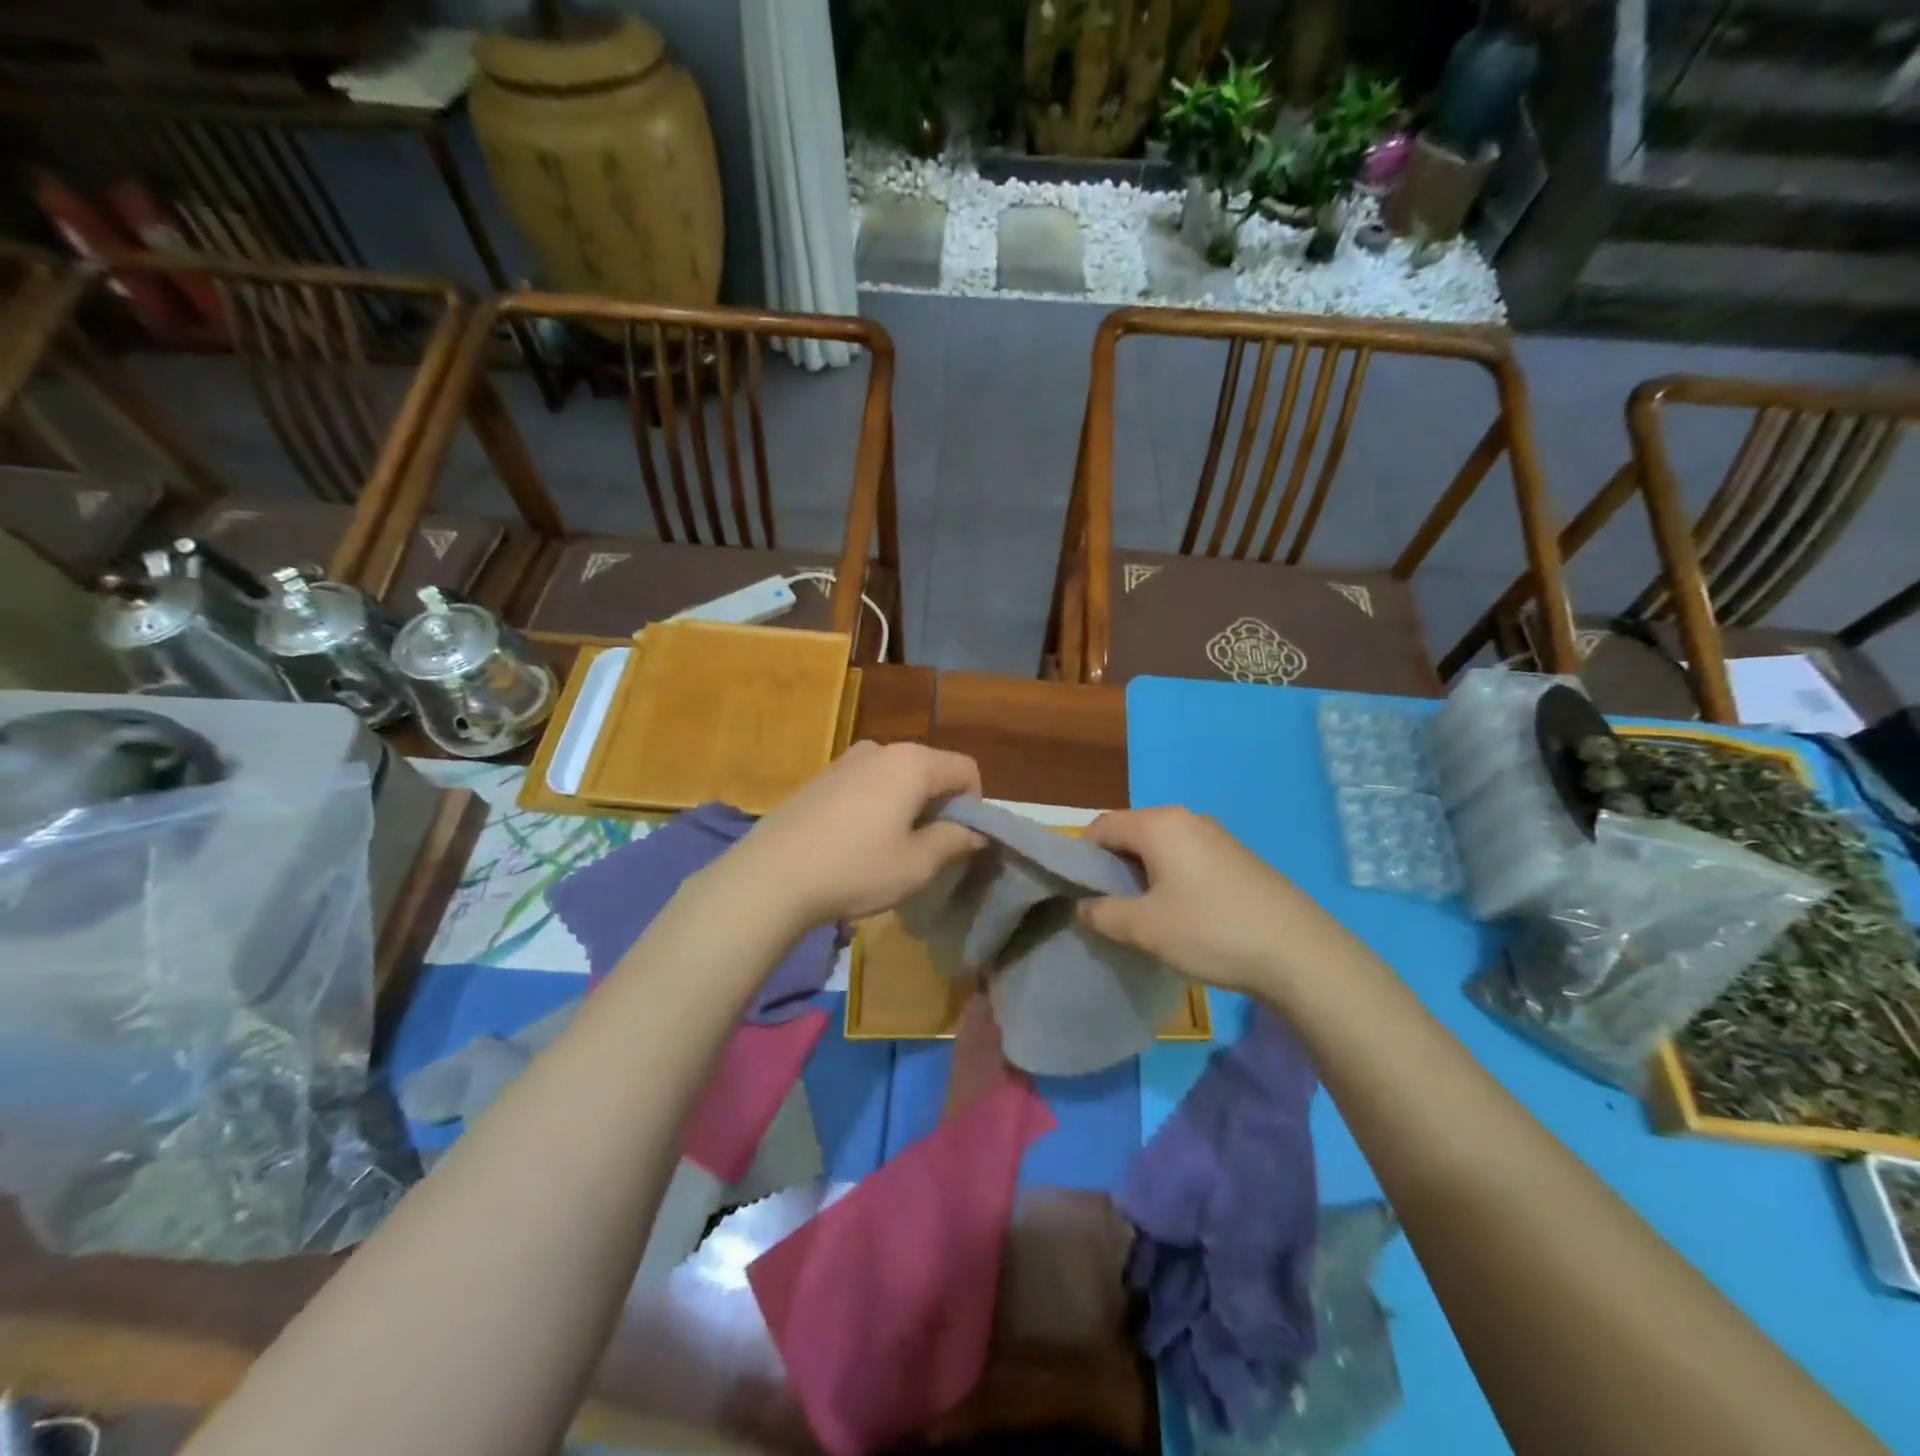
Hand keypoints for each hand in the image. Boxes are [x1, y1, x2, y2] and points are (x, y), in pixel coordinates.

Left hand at [730, 740, 984, 923]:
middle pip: (931, 769)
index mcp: (912, 762)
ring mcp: (846, 760)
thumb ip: (955, 841)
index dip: (974, 806)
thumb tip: (976, 832)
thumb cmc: (855, 869)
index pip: (965, 769)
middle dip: (940, 805)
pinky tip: (858, 842)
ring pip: (897, 777)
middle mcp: (881, 749)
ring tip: (892, 848)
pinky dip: (878, 805)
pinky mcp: (821, 777)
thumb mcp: (917, 864)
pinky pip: (867, 784)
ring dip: (908, 806)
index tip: (960, 842)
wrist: (770, 876)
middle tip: (930, 849)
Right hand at [1077, 807, 1348, 994]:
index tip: (1081, 894)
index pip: (1100, 827)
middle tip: (1111, 910)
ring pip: (1160, 848)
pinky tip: (1184, 917)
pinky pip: (1187, 859)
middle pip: (1131, 834)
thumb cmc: (1211, 930)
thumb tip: (1084, 905)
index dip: (1082, 857)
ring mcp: (1217, 836)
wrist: (1300, 953)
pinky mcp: (1238, 858)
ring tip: (1146, 918)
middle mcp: (1186, 819)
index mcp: (1158, 824)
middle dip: (1113, 869)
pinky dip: (1172, 880)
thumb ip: (1102, 913)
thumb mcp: (1144, 928)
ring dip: (1143, 877)